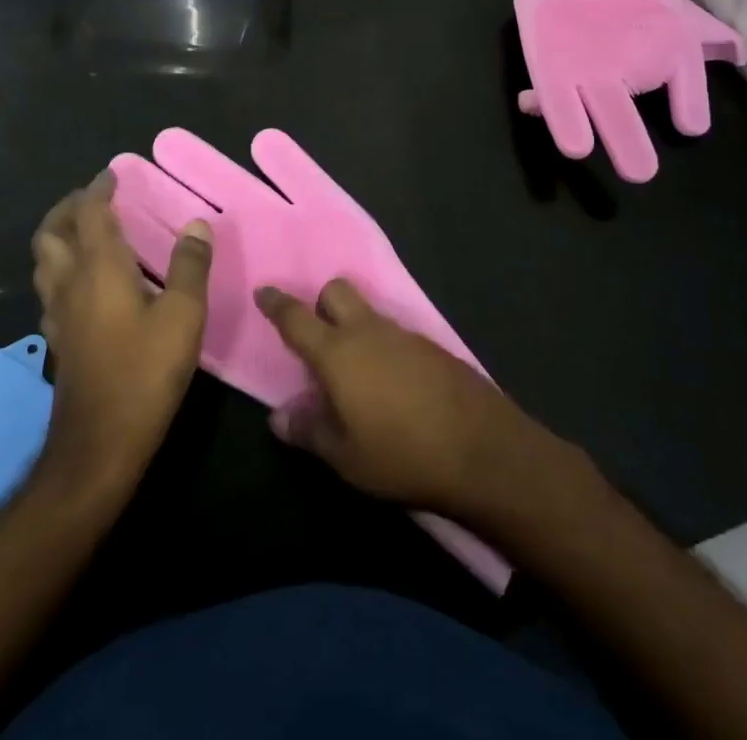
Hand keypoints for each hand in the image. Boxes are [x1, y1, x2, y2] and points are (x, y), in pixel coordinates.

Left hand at [31, 171, 211, 492]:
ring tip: (87, 233)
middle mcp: (69, 284)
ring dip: (59, 237)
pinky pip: (51, 289)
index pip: (89, 213)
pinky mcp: (59, 340)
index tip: (112, 173)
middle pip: (51, 233)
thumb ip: (190, 266)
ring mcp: (58, 315)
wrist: (99, 445)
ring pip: (44, 262)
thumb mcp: (183, 316)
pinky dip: (63, 270)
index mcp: (98, 269)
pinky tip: (86, 285)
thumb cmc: (144, 372)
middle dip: (67, 208)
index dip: (99, 189)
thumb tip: (197, 224)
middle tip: (92, 199)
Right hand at [255, 278, 573, 522]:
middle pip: (337, 292)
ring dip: (354, 327)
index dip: (277, 303)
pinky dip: (382, 346)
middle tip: (318, 340)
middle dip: (322, 304)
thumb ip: (309, 431)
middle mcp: (369, 331)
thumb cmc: (402, 455)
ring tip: (355, 373)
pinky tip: (391, 384)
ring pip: (368, 312)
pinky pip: (394, 332)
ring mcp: (404, 334)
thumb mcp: (346, 457)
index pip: (297, 318)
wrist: (482, 449)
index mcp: (338, 353)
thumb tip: (278, 417)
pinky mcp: (431, 346)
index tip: (263, 290)